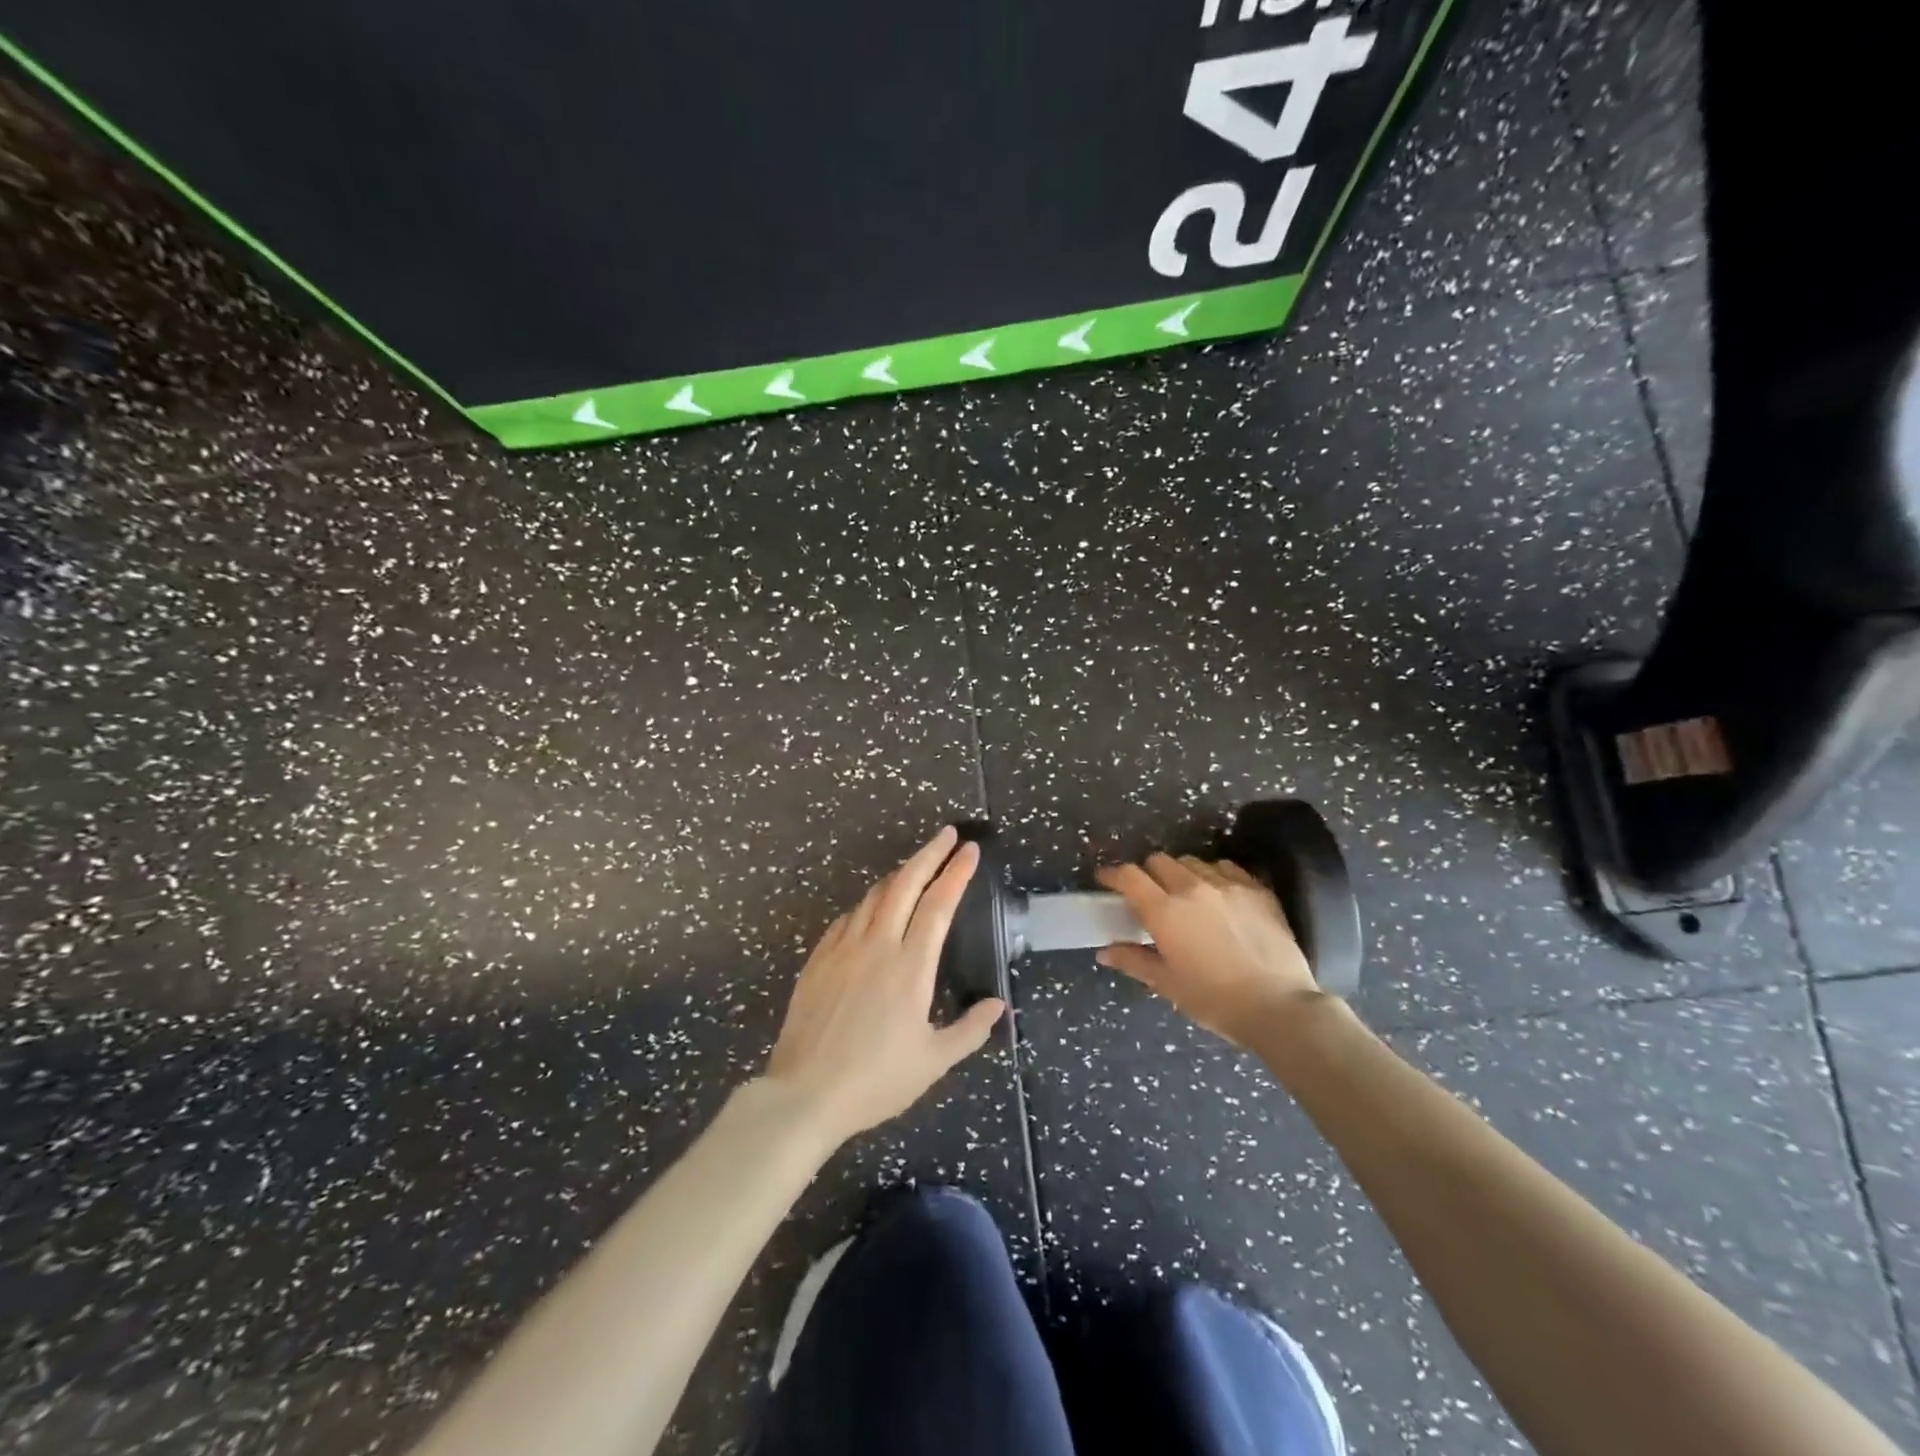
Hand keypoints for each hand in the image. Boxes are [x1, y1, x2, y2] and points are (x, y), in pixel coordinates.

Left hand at [764, 827, 1005, 1147]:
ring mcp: (842, 949)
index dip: (956, 873)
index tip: (969, 850)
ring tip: (914, 868)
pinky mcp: (817, 960)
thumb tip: (998, 1006)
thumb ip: (969, 1030)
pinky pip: (846, 919)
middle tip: (947, 835)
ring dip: (898, 876)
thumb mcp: (933, 1062)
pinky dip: (865, 905)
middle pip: (905, 884)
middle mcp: (877, 946)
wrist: (804, 1094)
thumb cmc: (875, 1080)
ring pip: (873, 897)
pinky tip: (869, 910)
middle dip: (929, 854)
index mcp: (910, 967)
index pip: (938, 905)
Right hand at [1094, 853, 1323, 1046]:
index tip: (1106, 879)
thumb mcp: (1167, 984)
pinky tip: (1217, 894)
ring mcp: (1227, 884)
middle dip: (1147, 873)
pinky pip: (1225, 867)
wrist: (1278, 1006)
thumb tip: (1105, 952)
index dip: (1112, 874)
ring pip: (1191, 861)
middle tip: (1148, 894)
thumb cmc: (1214, 999)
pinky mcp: (1256, 889)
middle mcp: (1192, 887)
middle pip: (1159, 860)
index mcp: (1164, 910)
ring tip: (1185, 894)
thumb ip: (1133, 961)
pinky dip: (1213, 874)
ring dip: (1180, 873)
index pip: (1129, 875)